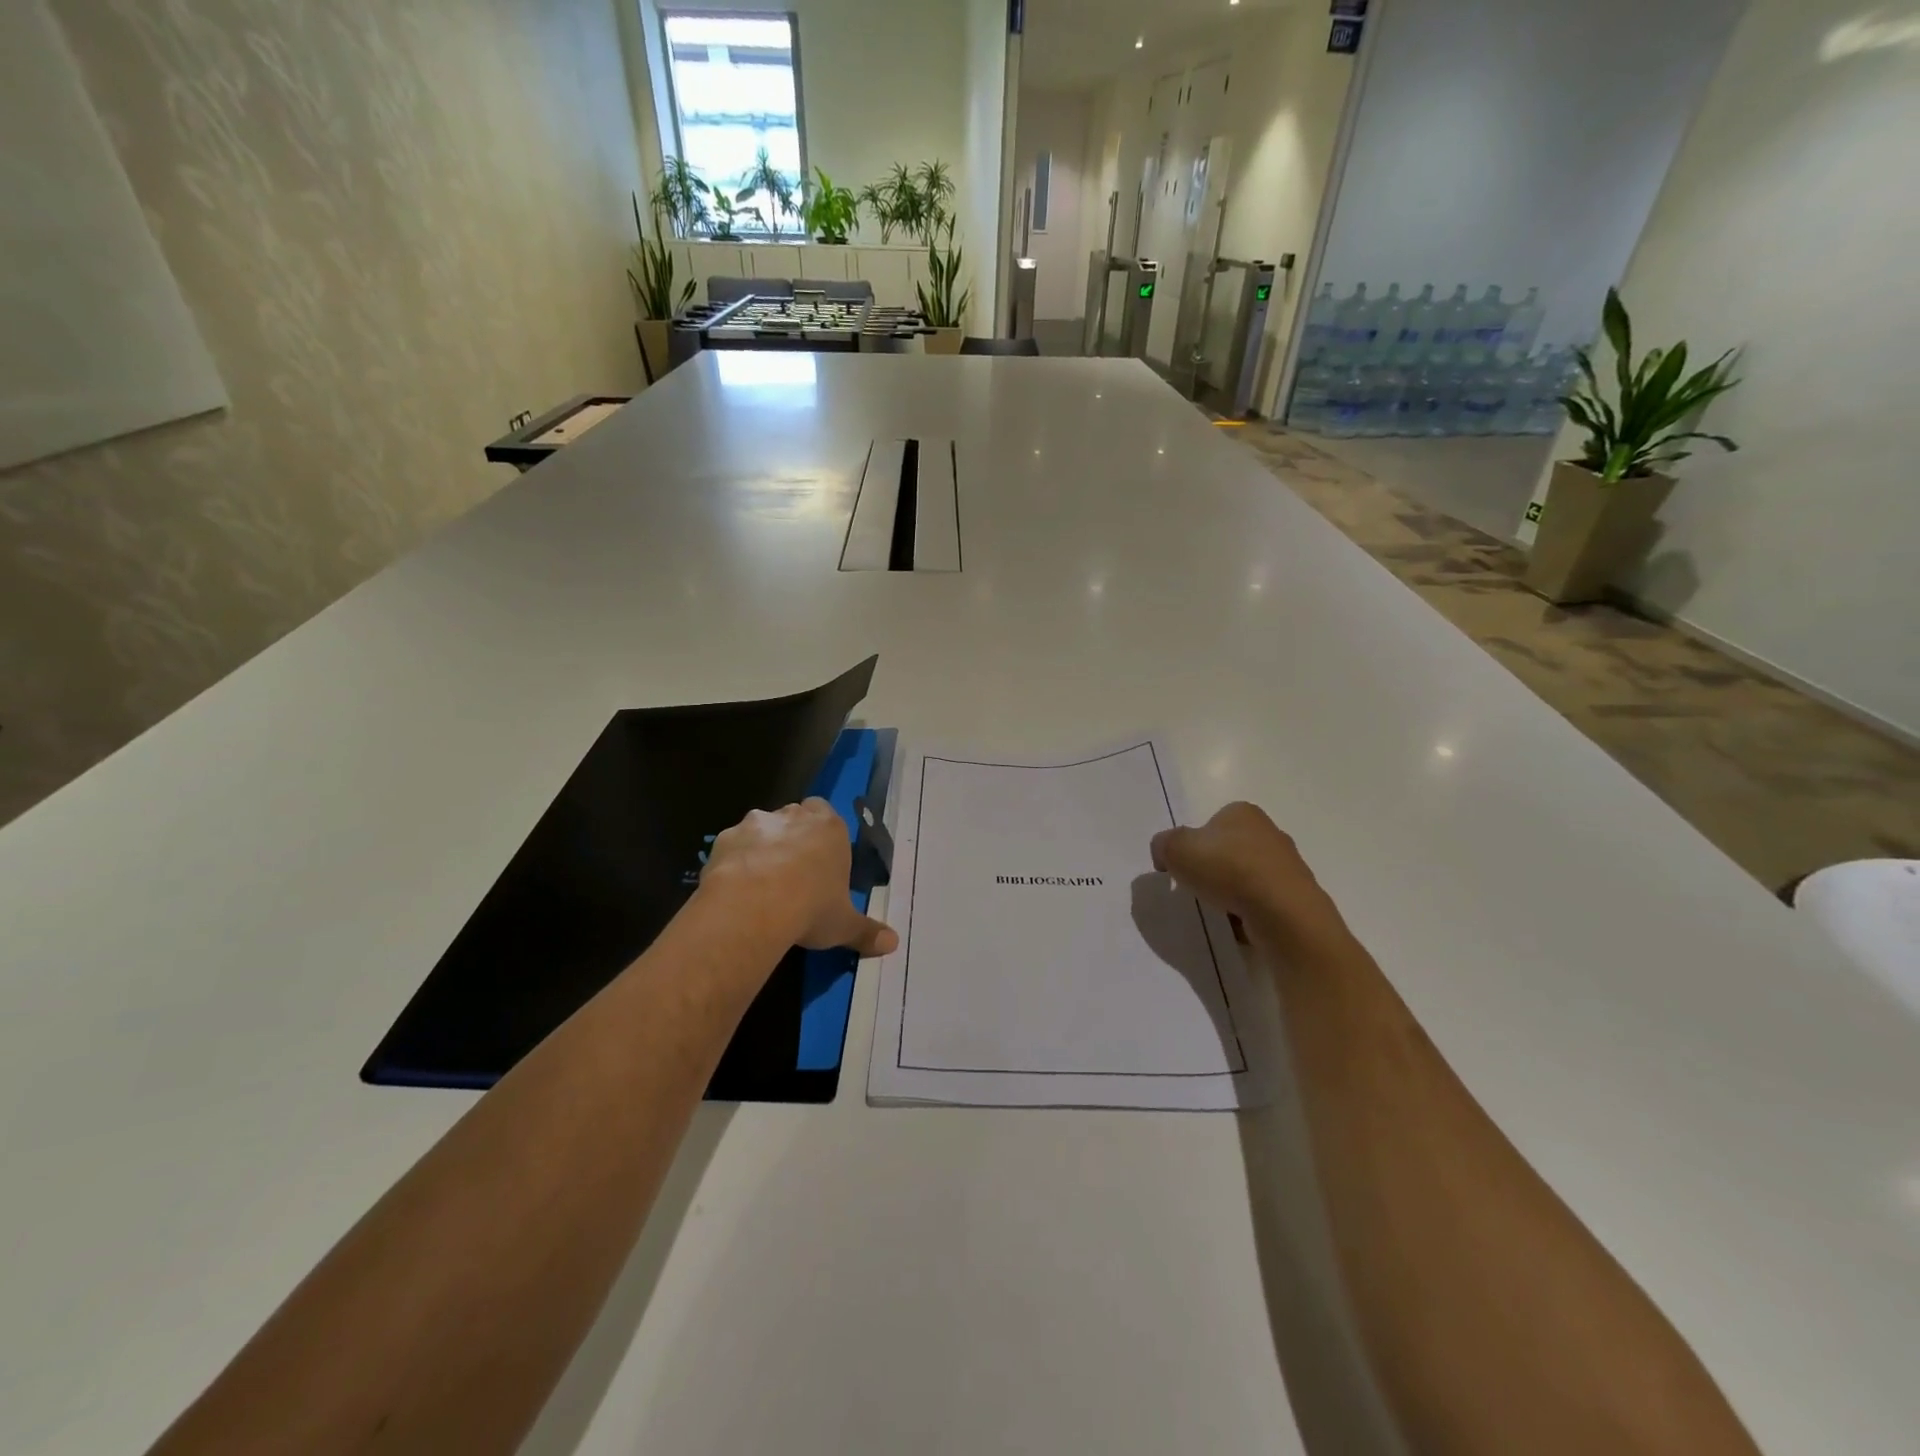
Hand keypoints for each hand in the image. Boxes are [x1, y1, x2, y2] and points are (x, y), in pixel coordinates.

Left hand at [700, 799, 898, 956]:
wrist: (753, 907)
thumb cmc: (810, 908)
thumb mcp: (844, 925)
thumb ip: (867, 932)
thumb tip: (893, 944)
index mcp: (830, 828)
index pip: (828, 814)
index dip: (823, 835)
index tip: (822, 860)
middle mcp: (793, 817)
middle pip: (795, 816)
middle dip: (794, 837)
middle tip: (794, 872)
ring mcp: (756, 824)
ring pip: (761, 828)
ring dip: (762, 847)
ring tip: (761, 883)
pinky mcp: (724, 839)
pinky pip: (733, 846)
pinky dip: (735, 861)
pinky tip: (735, 889)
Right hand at [1150, 802, 1347, 950]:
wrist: (1283, 913)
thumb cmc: (1227, 869)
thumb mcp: (1175, 849)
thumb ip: (1163, 845)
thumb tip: (1166, 855)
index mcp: (1242, 813)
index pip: (1212, 823)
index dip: (1194, 844)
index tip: (1184, 867)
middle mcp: (1270, 832)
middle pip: (1231, 849)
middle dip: (1215, 868)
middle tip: (1198, 887)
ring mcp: (1289, 865)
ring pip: (1248, 877)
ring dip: (1233, 892)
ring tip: (1219, 910)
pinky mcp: (1298, 897)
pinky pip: (1263, 902)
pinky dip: (1249, 912)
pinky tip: (1240, 924)